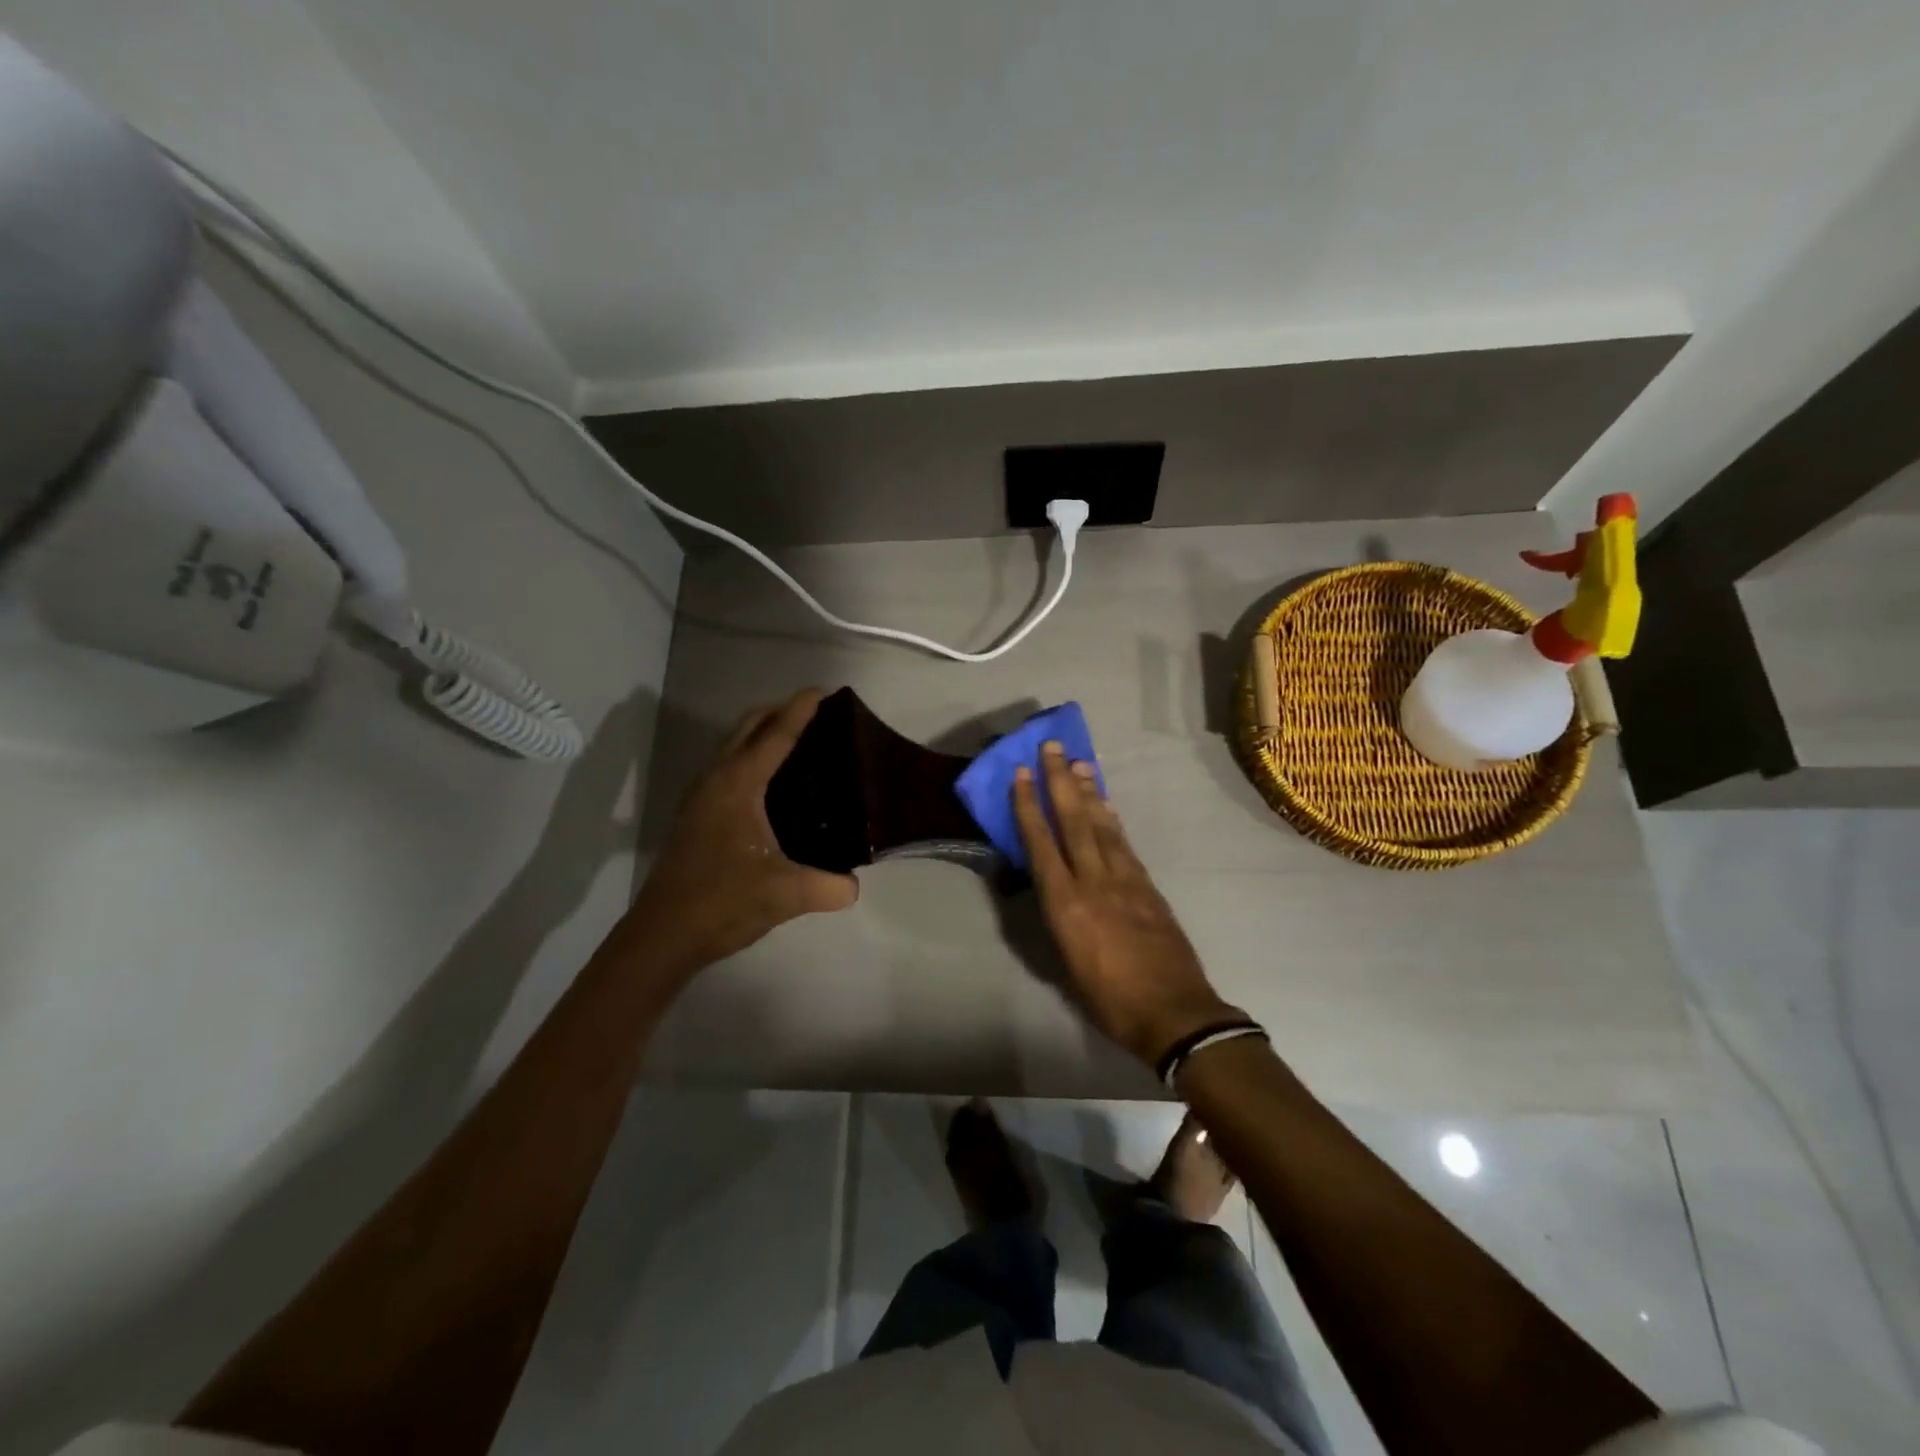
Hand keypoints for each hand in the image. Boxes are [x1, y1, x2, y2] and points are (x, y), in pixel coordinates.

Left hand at [630, 689, 858, 971]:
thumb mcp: (786, 894)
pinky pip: (727, 766)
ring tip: (799, 741)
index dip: (801, 710)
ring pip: (733, 745)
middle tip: (817, 714)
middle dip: (780, 711)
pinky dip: (750, 755)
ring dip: (762, 733)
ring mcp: (701, 796)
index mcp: (738, 785)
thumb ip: (829, 886)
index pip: (775, 735)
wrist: (664, 933)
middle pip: (748, 727)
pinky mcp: (696, 814)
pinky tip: (771, 783)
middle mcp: (716, 780)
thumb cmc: (723, 902)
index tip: (824, 690)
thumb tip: (854, 885)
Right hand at [1012, 742, 1241, 1067]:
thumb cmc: (1109, 1000)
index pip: (1040, 844)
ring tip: (1079, 762)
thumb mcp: (1066, 964)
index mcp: (1065, 905)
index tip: (1020, 774)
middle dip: (1059, 781)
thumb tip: (1052, 890)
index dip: (1028, 806)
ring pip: (1101, 825)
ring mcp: (1125, 880)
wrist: (1174, 1013)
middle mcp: (1093, 882)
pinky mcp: (1147, 885)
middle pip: (1073, 821)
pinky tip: (1105, 804)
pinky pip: (1124, 842)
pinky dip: (1112, 819)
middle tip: (1052, 747)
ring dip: (1088, 791)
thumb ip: (1058, 919)